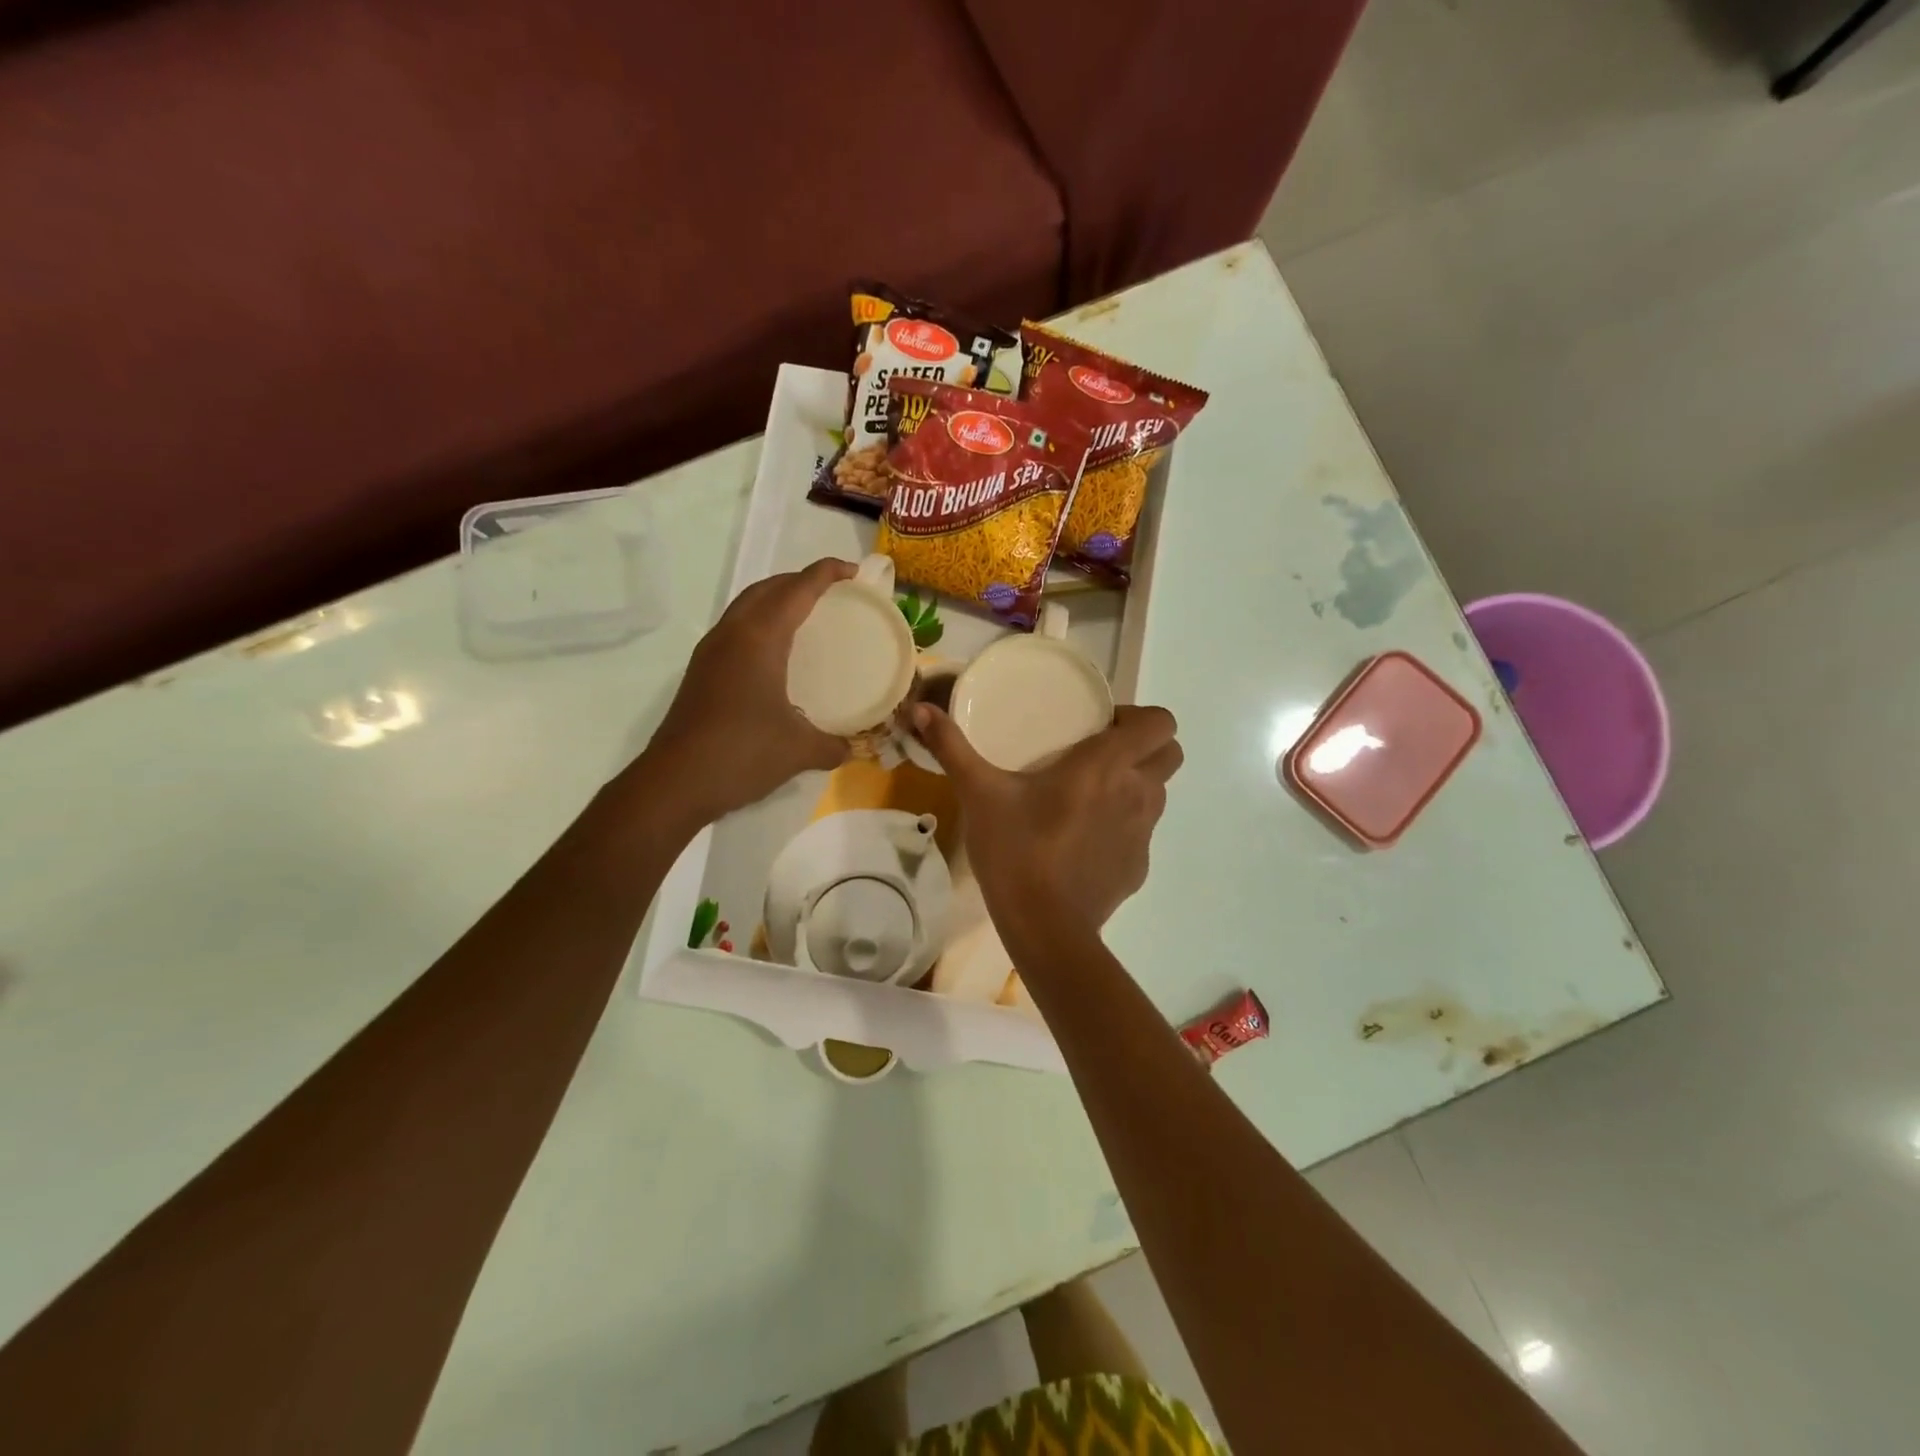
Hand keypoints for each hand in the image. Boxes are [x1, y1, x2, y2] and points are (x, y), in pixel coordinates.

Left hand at [644, 559, 855, 823]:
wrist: (675, 782)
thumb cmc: (742, 754)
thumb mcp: (800, 750)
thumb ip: (833, 745)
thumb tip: (851, 748)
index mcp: (759, 639)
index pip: (797, 590)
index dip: (826, 574)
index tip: (853, 571)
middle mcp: (732, 634)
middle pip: (767, 588)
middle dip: (800, 580)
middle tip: (832, 591)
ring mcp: (710, 652)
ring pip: (746, 606)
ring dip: (776, 599)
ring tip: (805, 614)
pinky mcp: (701, 672)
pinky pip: (735, 628)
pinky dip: (760, 623)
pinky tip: (775, 653)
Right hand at [910, 703, 1182, 938]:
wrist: (1043, 928)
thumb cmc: (1016, 850)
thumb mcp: (979, 794)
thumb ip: (952, 748)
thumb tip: (919, 709)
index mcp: (1107, 765)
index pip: (1160, 723)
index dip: (1138, 718)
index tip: (1101, 726)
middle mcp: (1138, 793)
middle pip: (1169, 755)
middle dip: (1144, 748)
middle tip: (1099, 755)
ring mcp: (1143, 834)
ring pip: (1158, 794)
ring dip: (1134, 785)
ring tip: (1090, 796)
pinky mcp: (1139, 868)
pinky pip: (1140, 834)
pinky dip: (1122, 828)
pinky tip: (1084, 841)